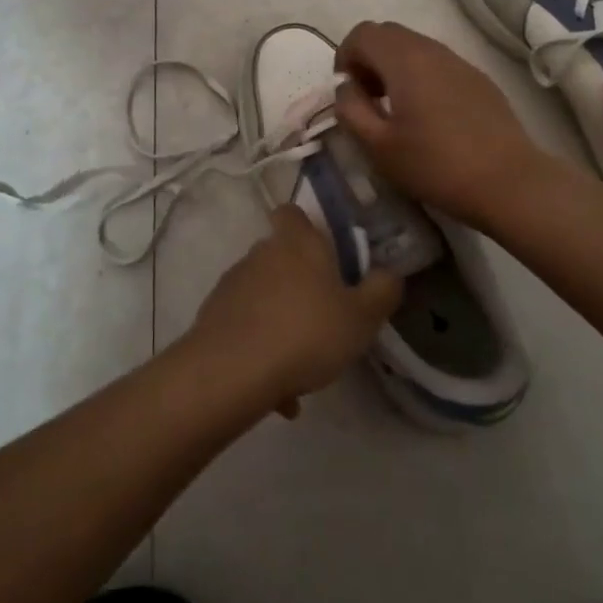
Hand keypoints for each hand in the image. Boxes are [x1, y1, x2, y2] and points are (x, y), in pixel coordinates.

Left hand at [190, 205, 400, 415]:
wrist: (233, 370)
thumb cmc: (306, 333)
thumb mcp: (362, 318)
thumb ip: (381, 292)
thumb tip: (388, 274)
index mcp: (297, 243)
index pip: (293, 212)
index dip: (306, 226)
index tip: (324, 252)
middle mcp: (261, 253)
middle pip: (281, 257)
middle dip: (300, 284)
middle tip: (324, 319)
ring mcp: (233, 283)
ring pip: (265, 297)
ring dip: (281, 323)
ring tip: (302, 368)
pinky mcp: (214, 315)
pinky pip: (246, 328)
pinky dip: (261, 350)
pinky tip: (277, 390)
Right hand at [334, 20, 548, 230]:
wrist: (508, 183)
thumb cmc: (435, 166)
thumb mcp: (378, 146)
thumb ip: (350, 109)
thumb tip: (346, 87)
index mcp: (404, 60)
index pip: (362, 33)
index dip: (345, 57)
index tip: (348, 93)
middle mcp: (432, 50)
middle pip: (387, 33)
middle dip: (368, 59)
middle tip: (368, 99)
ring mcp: (459, 62)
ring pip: (414, 47)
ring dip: (394, 68)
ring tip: (396, 109)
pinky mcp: (478, 79)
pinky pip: (438, 63)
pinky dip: (420, 76)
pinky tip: (429, 117)